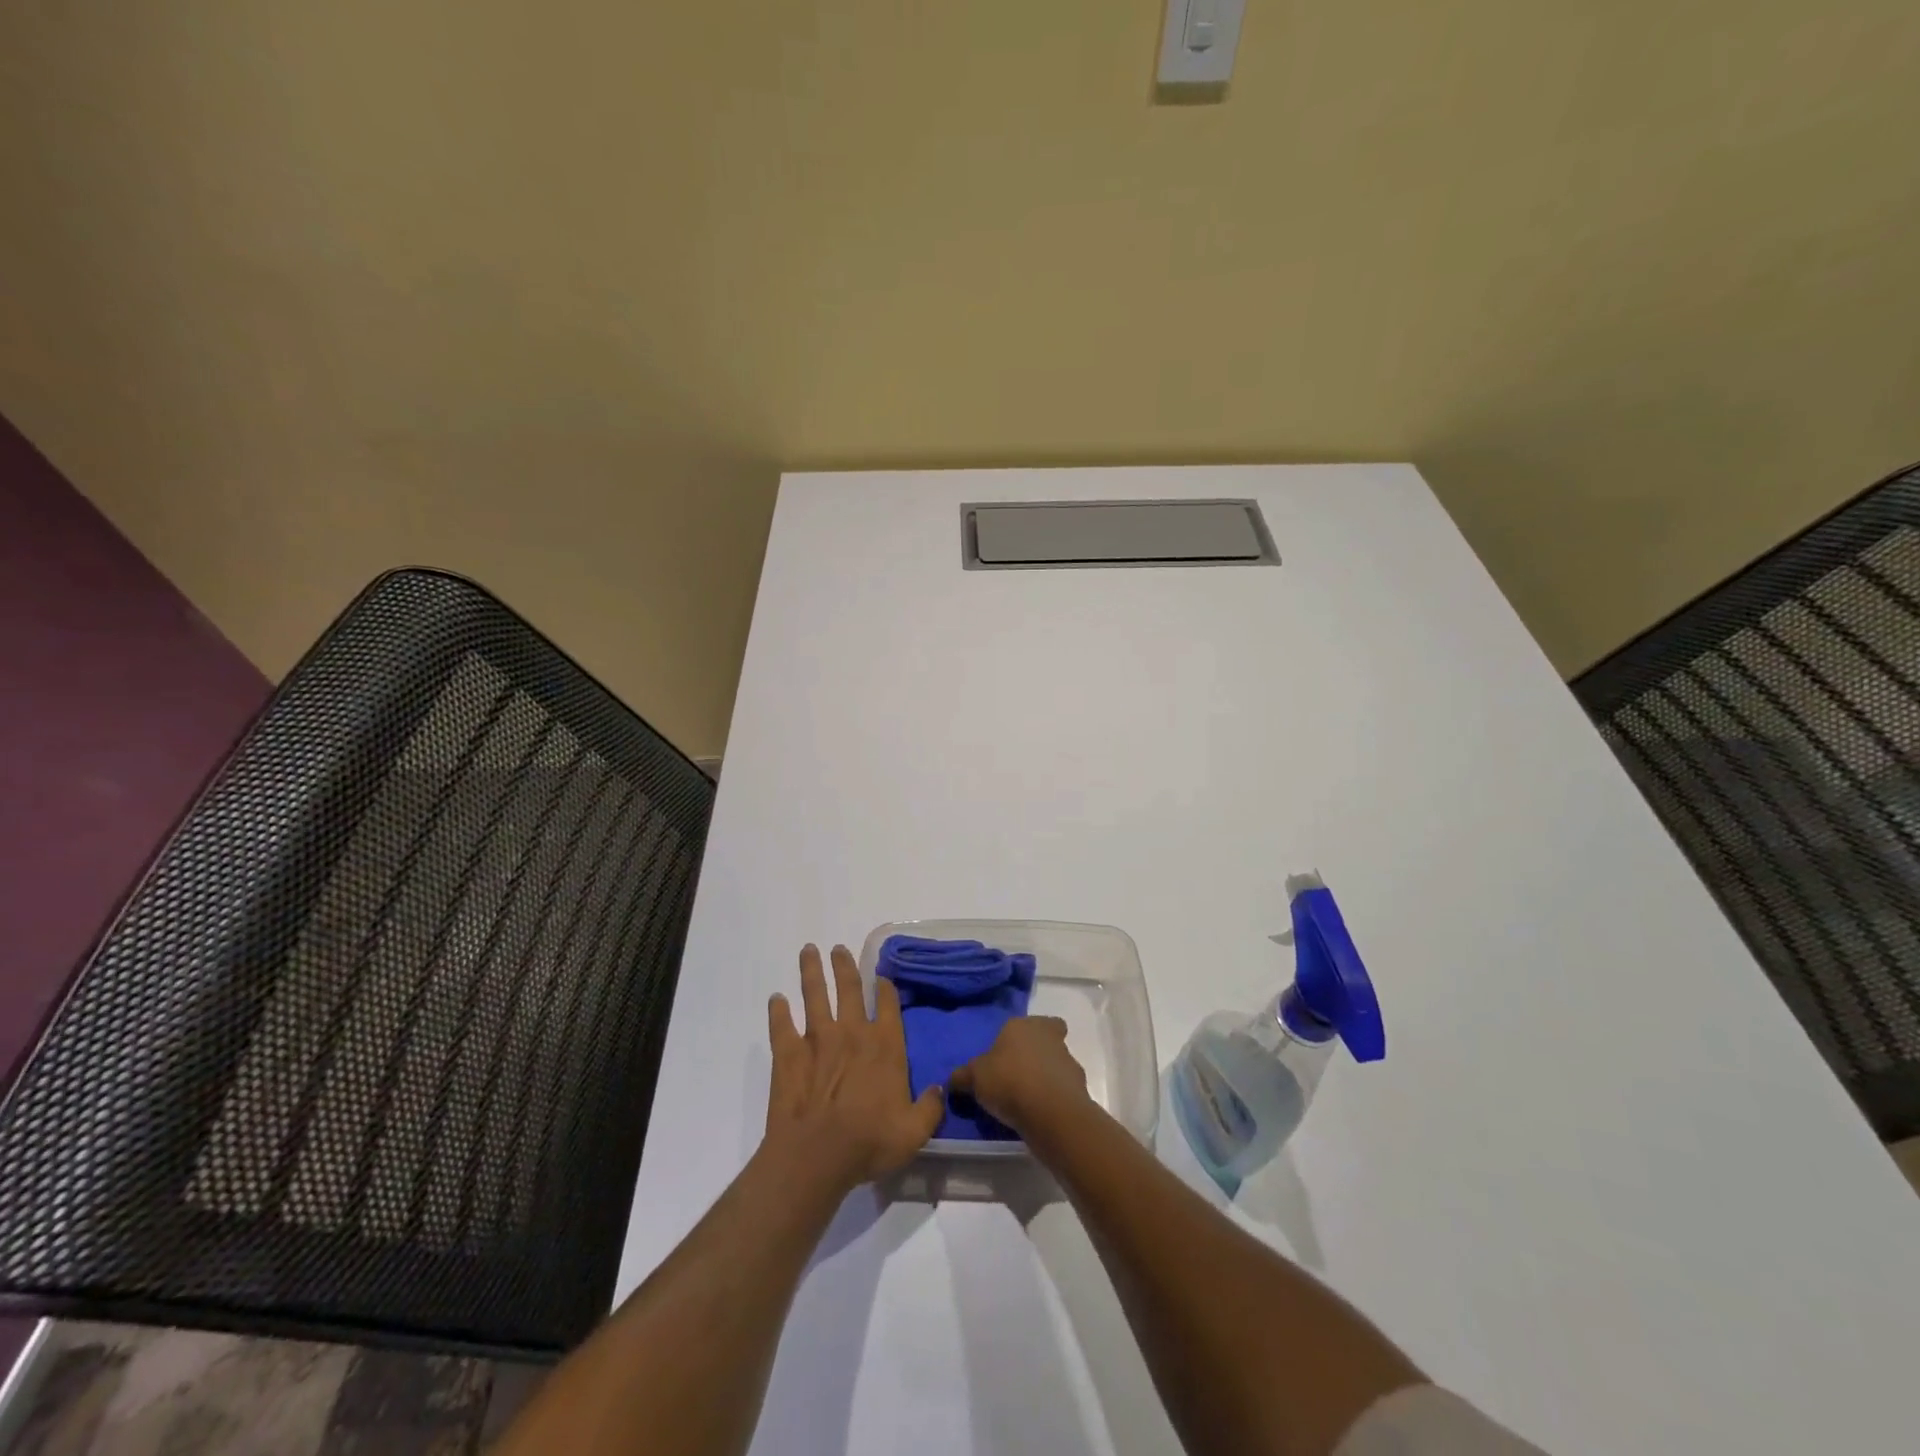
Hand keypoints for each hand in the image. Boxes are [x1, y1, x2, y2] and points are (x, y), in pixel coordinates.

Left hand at [765, 944, 944, 1191]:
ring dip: (811, 971)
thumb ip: (930, 1107)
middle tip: (838, 948)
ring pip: (814, 995)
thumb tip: (940, 1088)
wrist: (817, 1154)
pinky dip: (778, 1011)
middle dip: (844, 965)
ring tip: (808, 951)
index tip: (881, 975)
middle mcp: (852, 1032)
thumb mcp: (914, 1131)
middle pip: (848, 988)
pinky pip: (782, 1025)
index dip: (885, 987)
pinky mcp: (788, 1054)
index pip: (887, 1004)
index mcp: (884, 1045)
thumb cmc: (870, 1141)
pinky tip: (775, 999)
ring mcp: (817, 1039)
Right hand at [948, 1015, 1089, 1134]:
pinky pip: (1063, 1091)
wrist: (1050, 1112)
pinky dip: (1053, 1100)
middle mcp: (1050, 1038)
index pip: (1031, 1022)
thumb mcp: (974, 1078)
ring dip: (1046, 1078)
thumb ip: (962, 1077)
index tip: (1010, 1052)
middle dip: (1037, 1054)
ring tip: (1026, 1101)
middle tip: (1019, 1074)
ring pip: (1058, 1065)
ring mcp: (1069, 1062)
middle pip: (1048, 1039)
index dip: (1023, 1035)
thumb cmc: (1009, 1081)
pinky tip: (1038, 1115)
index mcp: (1024, 1025)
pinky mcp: (1079, 1090)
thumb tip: (952, 1080)